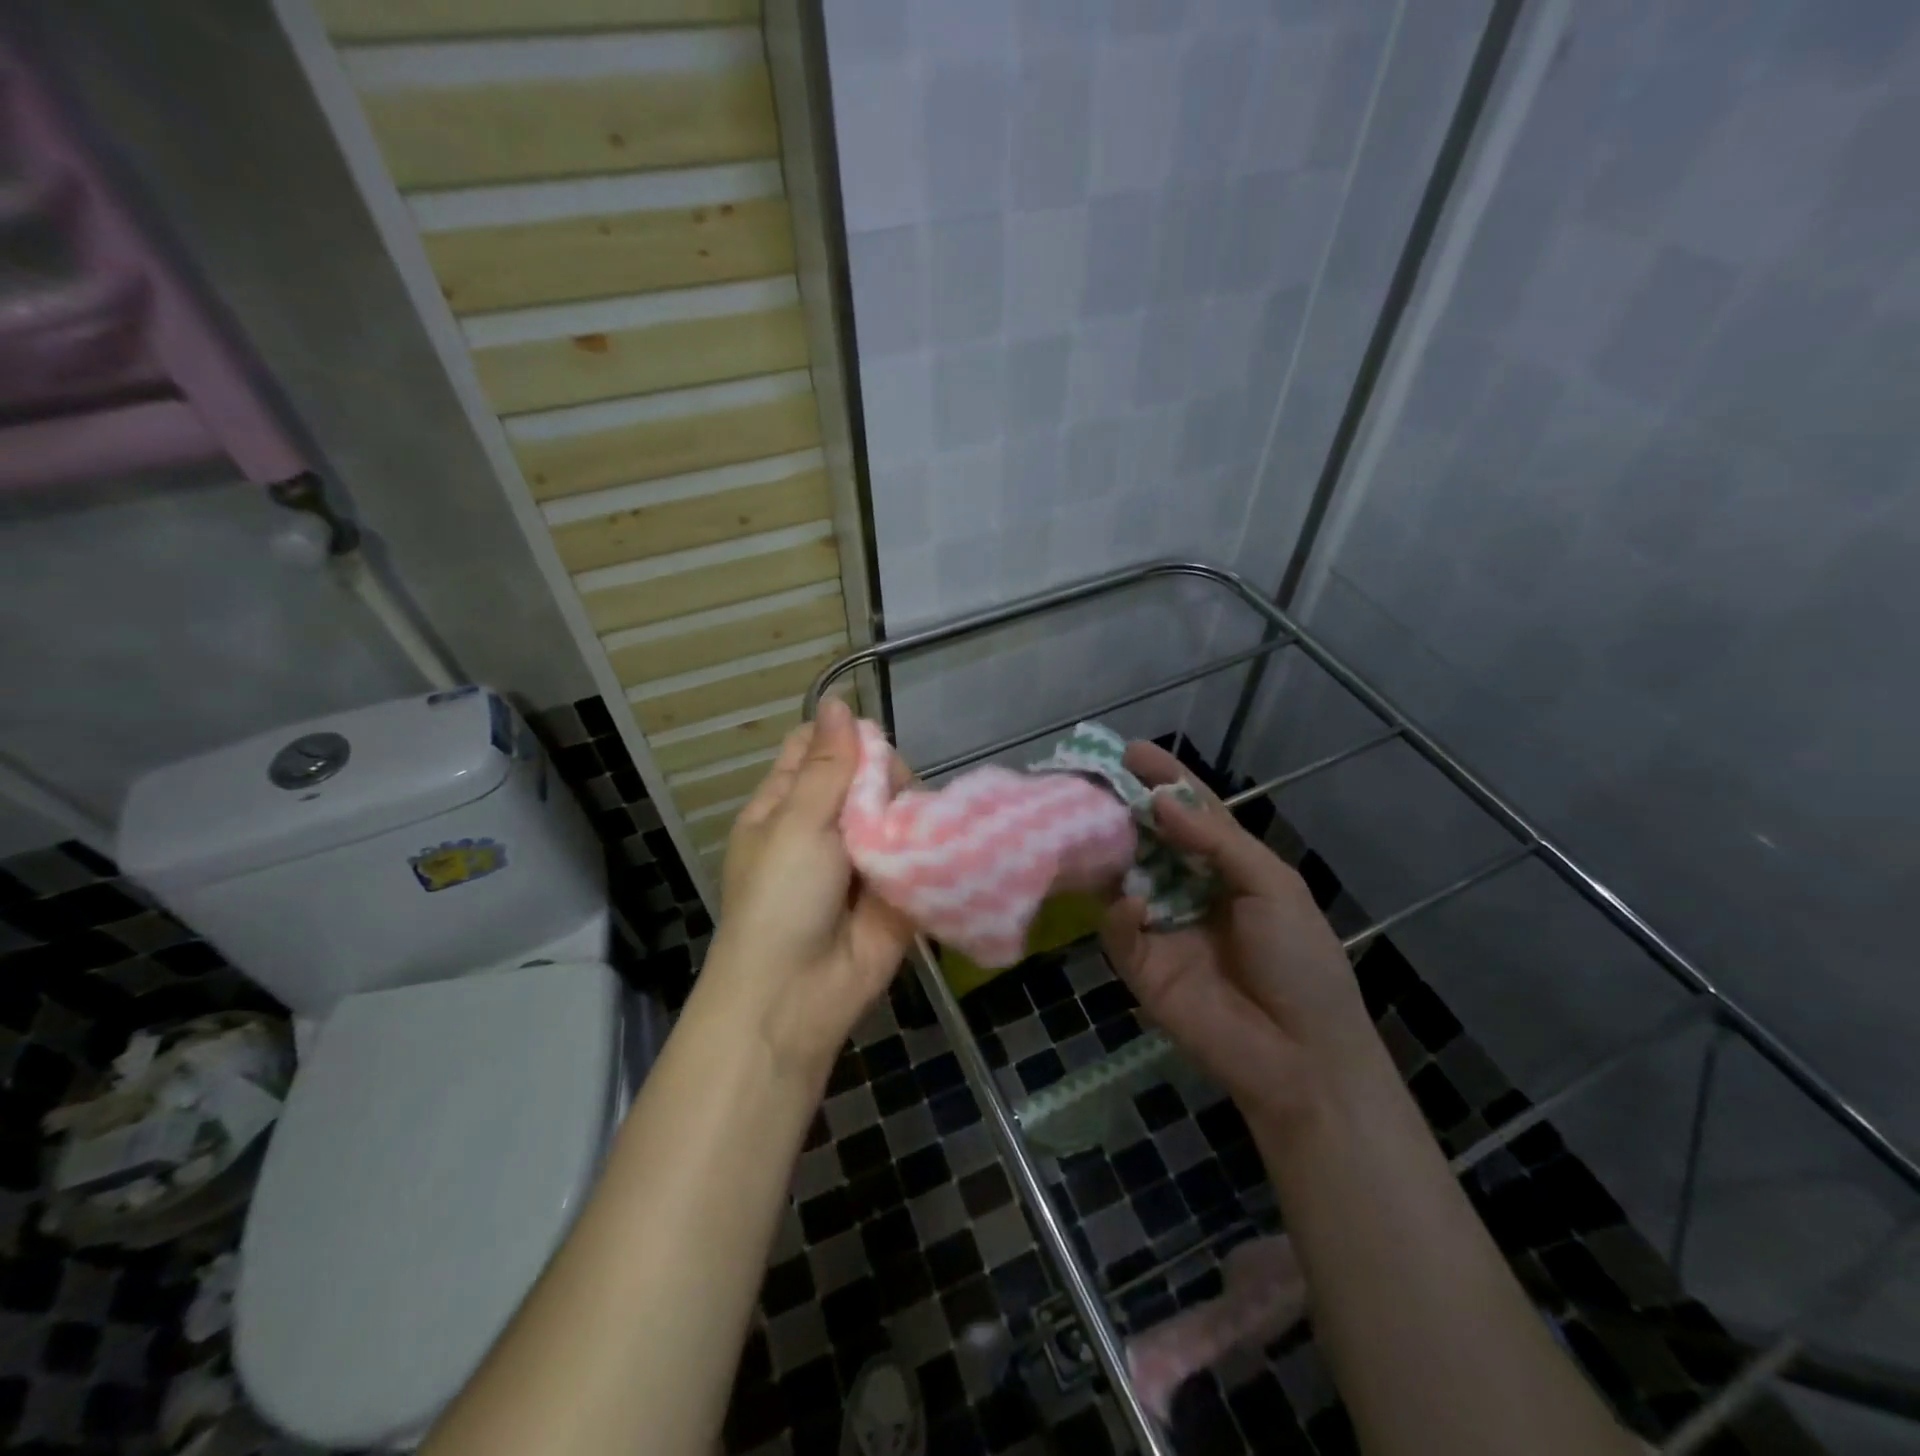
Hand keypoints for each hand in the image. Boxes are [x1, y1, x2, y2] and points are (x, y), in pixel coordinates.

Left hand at [703, 699, 914, 1078]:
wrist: (798, 994)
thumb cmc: (781, 899)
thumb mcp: (796, 823)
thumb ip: (827, 766)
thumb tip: (837, 701)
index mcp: (785, 806)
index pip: (813, 749)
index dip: (841, 738)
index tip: (867, 745)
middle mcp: (825, 825)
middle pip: (865, 775)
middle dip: (883, 777)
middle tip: (886, 797)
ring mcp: (863, 857)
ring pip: (897, 808)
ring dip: (909, 808)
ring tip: (911, 824)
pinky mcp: (898, 886)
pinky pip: (919, 850)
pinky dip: (931, 841)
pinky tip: (944, 835)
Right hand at [1100, 742, 1383, 1128]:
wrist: (1302, 1055)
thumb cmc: (1301, 961)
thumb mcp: (1273, 886)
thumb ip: (1216, 841)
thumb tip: (1160, 801)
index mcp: (1226, 866)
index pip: (1189, 812)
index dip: (1164, 780)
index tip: (1132, 750)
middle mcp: (1187, 887)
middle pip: (1147, 838)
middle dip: (1121, 807)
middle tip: (1090, 777)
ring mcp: (1161, 924)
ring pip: (1123, 876)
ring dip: (1107, 850)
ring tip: (1086, 821)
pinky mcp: (1141, 964)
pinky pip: (1119, 928)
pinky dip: (1121, 912)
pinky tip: (1134, 904)